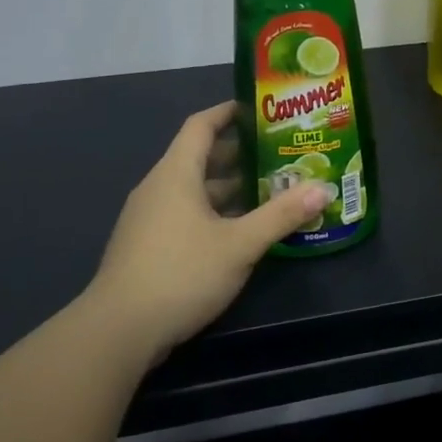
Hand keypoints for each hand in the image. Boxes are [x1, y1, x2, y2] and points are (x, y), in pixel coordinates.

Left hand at [83, 103, 332, 356]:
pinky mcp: (146, 247)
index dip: (228, 113)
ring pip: (193, 190)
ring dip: (227, 187)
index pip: (201, 126)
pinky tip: (238, 231)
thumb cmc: (181, 273)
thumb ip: (282, 215)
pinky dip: (212, 212)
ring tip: (267, 190)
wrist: (117, 332)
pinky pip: (184, 214)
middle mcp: (158, 189)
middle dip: (237, 154)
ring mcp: (148, 219)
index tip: (258, 109)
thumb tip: (324, 188)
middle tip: (277, 153)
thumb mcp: (240, 244)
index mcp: (176, 175)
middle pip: (199, 158)